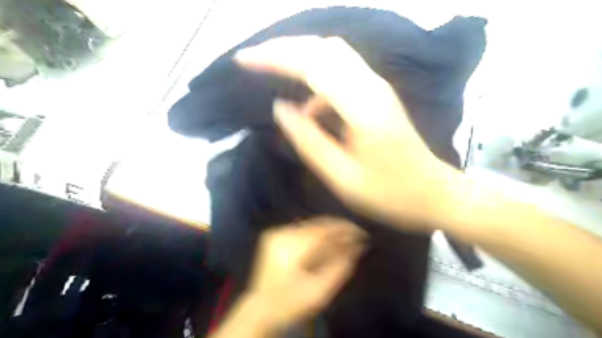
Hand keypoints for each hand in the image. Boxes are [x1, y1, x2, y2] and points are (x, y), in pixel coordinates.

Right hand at [234, 35, 461, 229]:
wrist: (435, 194)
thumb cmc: (390, 194)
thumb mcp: (342, 177)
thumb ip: (308, 141)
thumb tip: (281, 109)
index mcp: (362, 108)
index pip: (312, 65)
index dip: (275, 58)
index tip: (244, 60)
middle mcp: (372, 87)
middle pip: (323, 48)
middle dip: (284, 49)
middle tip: (253, 61)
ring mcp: (378, 89)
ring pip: (333, 56)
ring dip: (300, 60)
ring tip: (273, 75)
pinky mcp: (378, 96)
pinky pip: (342, 76)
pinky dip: (317, 83)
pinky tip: (310, 110)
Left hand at [245, 217, 366, 332]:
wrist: (261, 309)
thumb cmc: (290, 304)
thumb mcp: (319, 293)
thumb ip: (339, 268)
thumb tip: (357, 247)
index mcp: (290, 250)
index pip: (322, 232)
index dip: (344, 230)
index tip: (361, 233)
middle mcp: (281, 235)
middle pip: (316, 225)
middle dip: (338, 228)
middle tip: (356, 233)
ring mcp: (276, 233)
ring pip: (310, 225)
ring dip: (329, 229)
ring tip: (345, 235)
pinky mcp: (274, 235)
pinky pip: (302, 228)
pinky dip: (317, 232)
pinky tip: (328, 238)